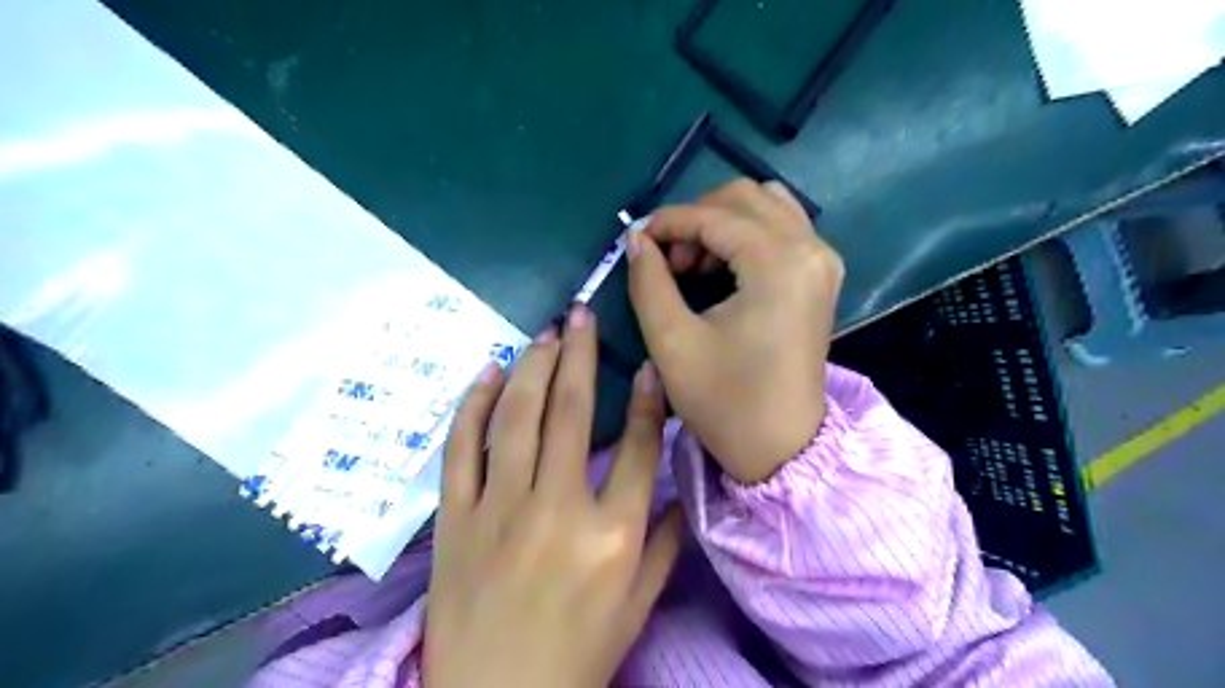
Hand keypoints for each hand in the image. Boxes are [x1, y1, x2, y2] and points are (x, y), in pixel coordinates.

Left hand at [428, 308, 685, 687]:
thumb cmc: (577, 654)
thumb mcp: (638, 606)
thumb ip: (664, 542)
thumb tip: (677, 486)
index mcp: (611, 534)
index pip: (636, 446)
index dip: (646, 396)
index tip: (645, 361)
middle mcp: (558, 508)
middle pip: (570, 412)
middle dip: (578, 354)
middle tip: (580, 313)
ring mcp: (500, 508)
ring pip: (516, 416)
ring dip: (532, 366)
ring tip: (545, 333)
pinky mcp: (456, 516)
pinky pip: (461, 447)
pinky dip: (473, 404)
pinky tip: (488, 372)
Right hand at [625, 181, 849, 484]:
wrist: (782, 447)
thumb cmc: (725, 401)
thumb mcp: (672, 341)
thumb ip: (649, 281)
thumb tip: (637, 239)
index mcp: (778, 263)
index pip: (714, 216)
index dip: (668, 222)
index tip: (635, 240)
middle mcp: (811, 248)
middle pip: (745, 197)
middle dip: (696, 218)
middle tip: (667, 259)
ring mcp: (822, 261)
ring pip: (766, 207)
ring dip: (721, 223)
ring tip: (693, 264)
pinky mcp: (821, 276)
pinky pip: (783, 229)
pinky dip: (746, 234)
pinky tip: (721, 268)